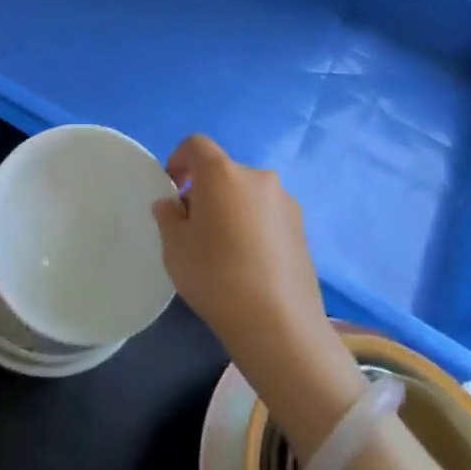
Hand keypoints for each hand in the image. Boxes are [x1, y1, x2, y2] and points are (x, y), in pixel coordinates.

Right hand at [152, 135, 350, 400]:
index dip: (178, 159)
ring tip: (223, 247)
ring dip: (231, 207)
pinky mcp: (302, 228)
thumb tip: (173, 204)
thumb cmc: (215, 276)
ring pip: (246, 193)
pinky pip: (266, 214)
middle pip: (223, 171)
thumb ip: (168, 216)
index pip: (196, 145)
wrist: (279, 324)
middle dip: (205, 190)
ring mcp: (285, 202)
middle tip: (193, 225)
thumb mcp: (174, 246)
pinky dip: (252, 224)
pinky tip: (248, 261)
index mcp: (222, 173)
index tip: (172, 187)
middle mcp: (257, 177)